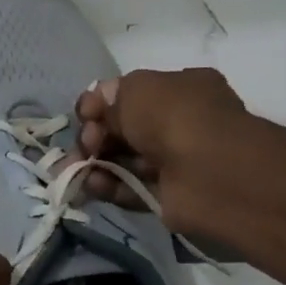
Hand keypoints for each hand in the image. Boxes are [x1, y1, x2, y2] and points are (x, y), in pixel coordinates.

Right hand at [73, 68, 249, 232]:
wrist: (210, 172)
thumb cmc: (174, 118)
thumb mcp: (136, 90)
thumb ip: (109, 98)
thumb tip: (96, 112)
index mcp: (179, 89)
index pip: (128, 94)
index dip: (100, 104)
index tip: (84, 115)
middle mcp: (178, 122)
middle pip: (121, 128)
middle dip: (94, 136)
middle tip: (85, 144)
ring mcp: (173, 161)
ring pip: (121, 159)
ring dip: (94, 163)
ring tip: (75, 170)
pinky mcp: (165, 195)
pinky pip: (127, 188)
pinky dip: (107, 186)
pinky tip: (91, 185)